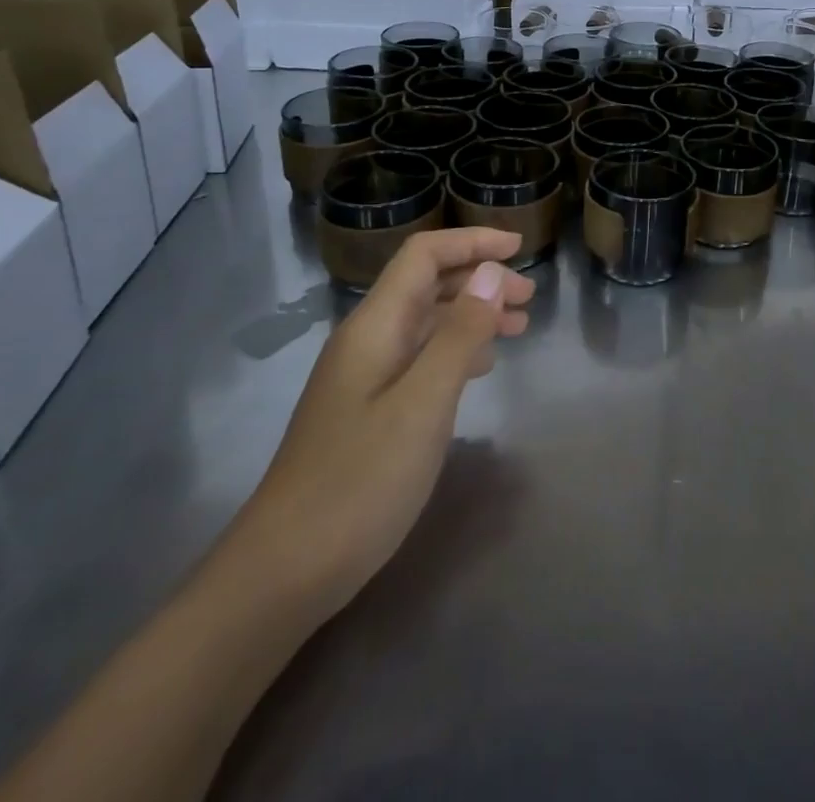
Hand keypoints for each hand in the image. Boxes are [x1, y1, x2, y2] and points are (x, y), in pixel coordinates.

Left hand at [225, 229, 533, 620]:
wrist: (285, 571)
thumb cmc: (360, 482)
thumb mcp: (423, 404)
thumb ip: (459, 334)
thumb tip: (491, 272)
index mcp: (374, 326)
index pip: (423, 256)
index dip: (471, 242)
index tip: (520, 247)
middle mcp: (367, 340)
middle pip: (426, 284)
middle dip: (480, 279)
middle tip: (529, 298)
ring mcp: (364, 377)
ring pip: (426, 322)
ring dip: (473, 314)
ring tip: (518, 327)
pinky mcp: (368, 410)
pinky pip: (420, 357)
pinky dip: (457, 349)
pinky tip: (481, 367)